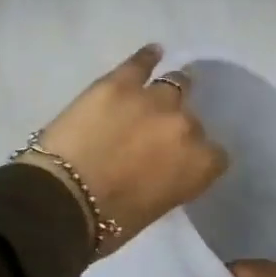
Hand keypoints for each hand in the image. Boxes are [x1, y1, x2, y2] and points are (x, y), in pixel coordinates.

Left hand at [22, 44, 228, 252]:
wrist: (61, 201)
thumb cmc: (108, 223)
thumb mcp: (155, 207)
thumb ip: (170, 180)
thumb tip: (161, 169)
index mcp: (199, 165)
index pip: (215, 155)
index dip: (197, 158)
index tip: (180, 163)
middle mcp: (186, 127)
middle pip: (192, 121)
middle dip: (176, 129)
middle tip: (154, 139)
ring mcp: (153, 100)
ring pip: (174, 84)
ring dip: (168, 92)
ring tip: (157, 95)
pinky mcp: (120, 83)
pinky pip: (140, 62)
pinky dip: (147, 58)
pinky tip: (152, 53)